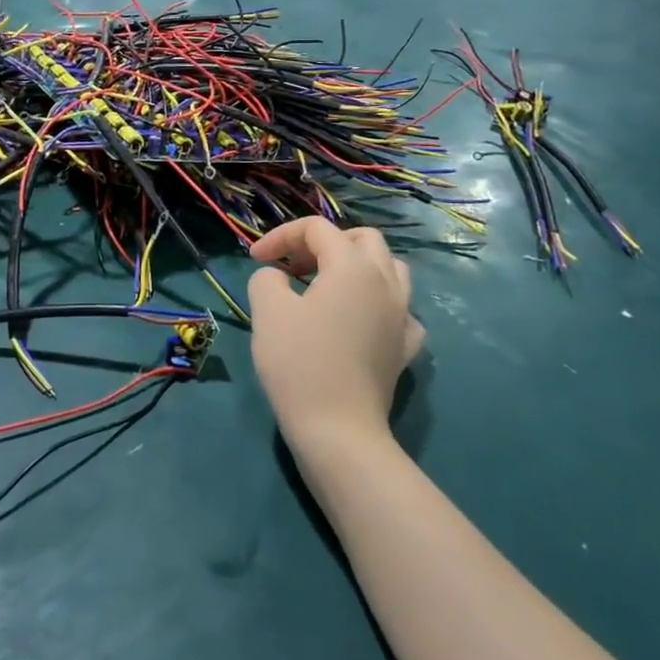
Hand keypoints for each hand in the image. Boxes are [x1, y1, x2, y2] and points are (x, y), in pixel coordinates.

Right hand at [247, 218, 424, 447]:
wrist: (338, 430)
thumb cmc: (300, 363)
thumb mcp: (268, 310)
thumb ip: (268, 278)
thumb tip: (279, 278)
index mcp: (352, 266)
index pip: (317, 229)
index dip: (280, 236)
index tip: (255, 259)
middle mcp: (385, 281)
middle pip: (362, 238)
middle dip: (324, 243)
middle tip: (294, 266)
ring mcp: (402, 315)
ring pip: (390, 268)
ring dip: (357, 266)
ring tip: (327, 285)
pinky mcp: (405, 347)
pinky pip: (399, 309)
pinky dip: (378, 303)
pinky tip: (360, 320)